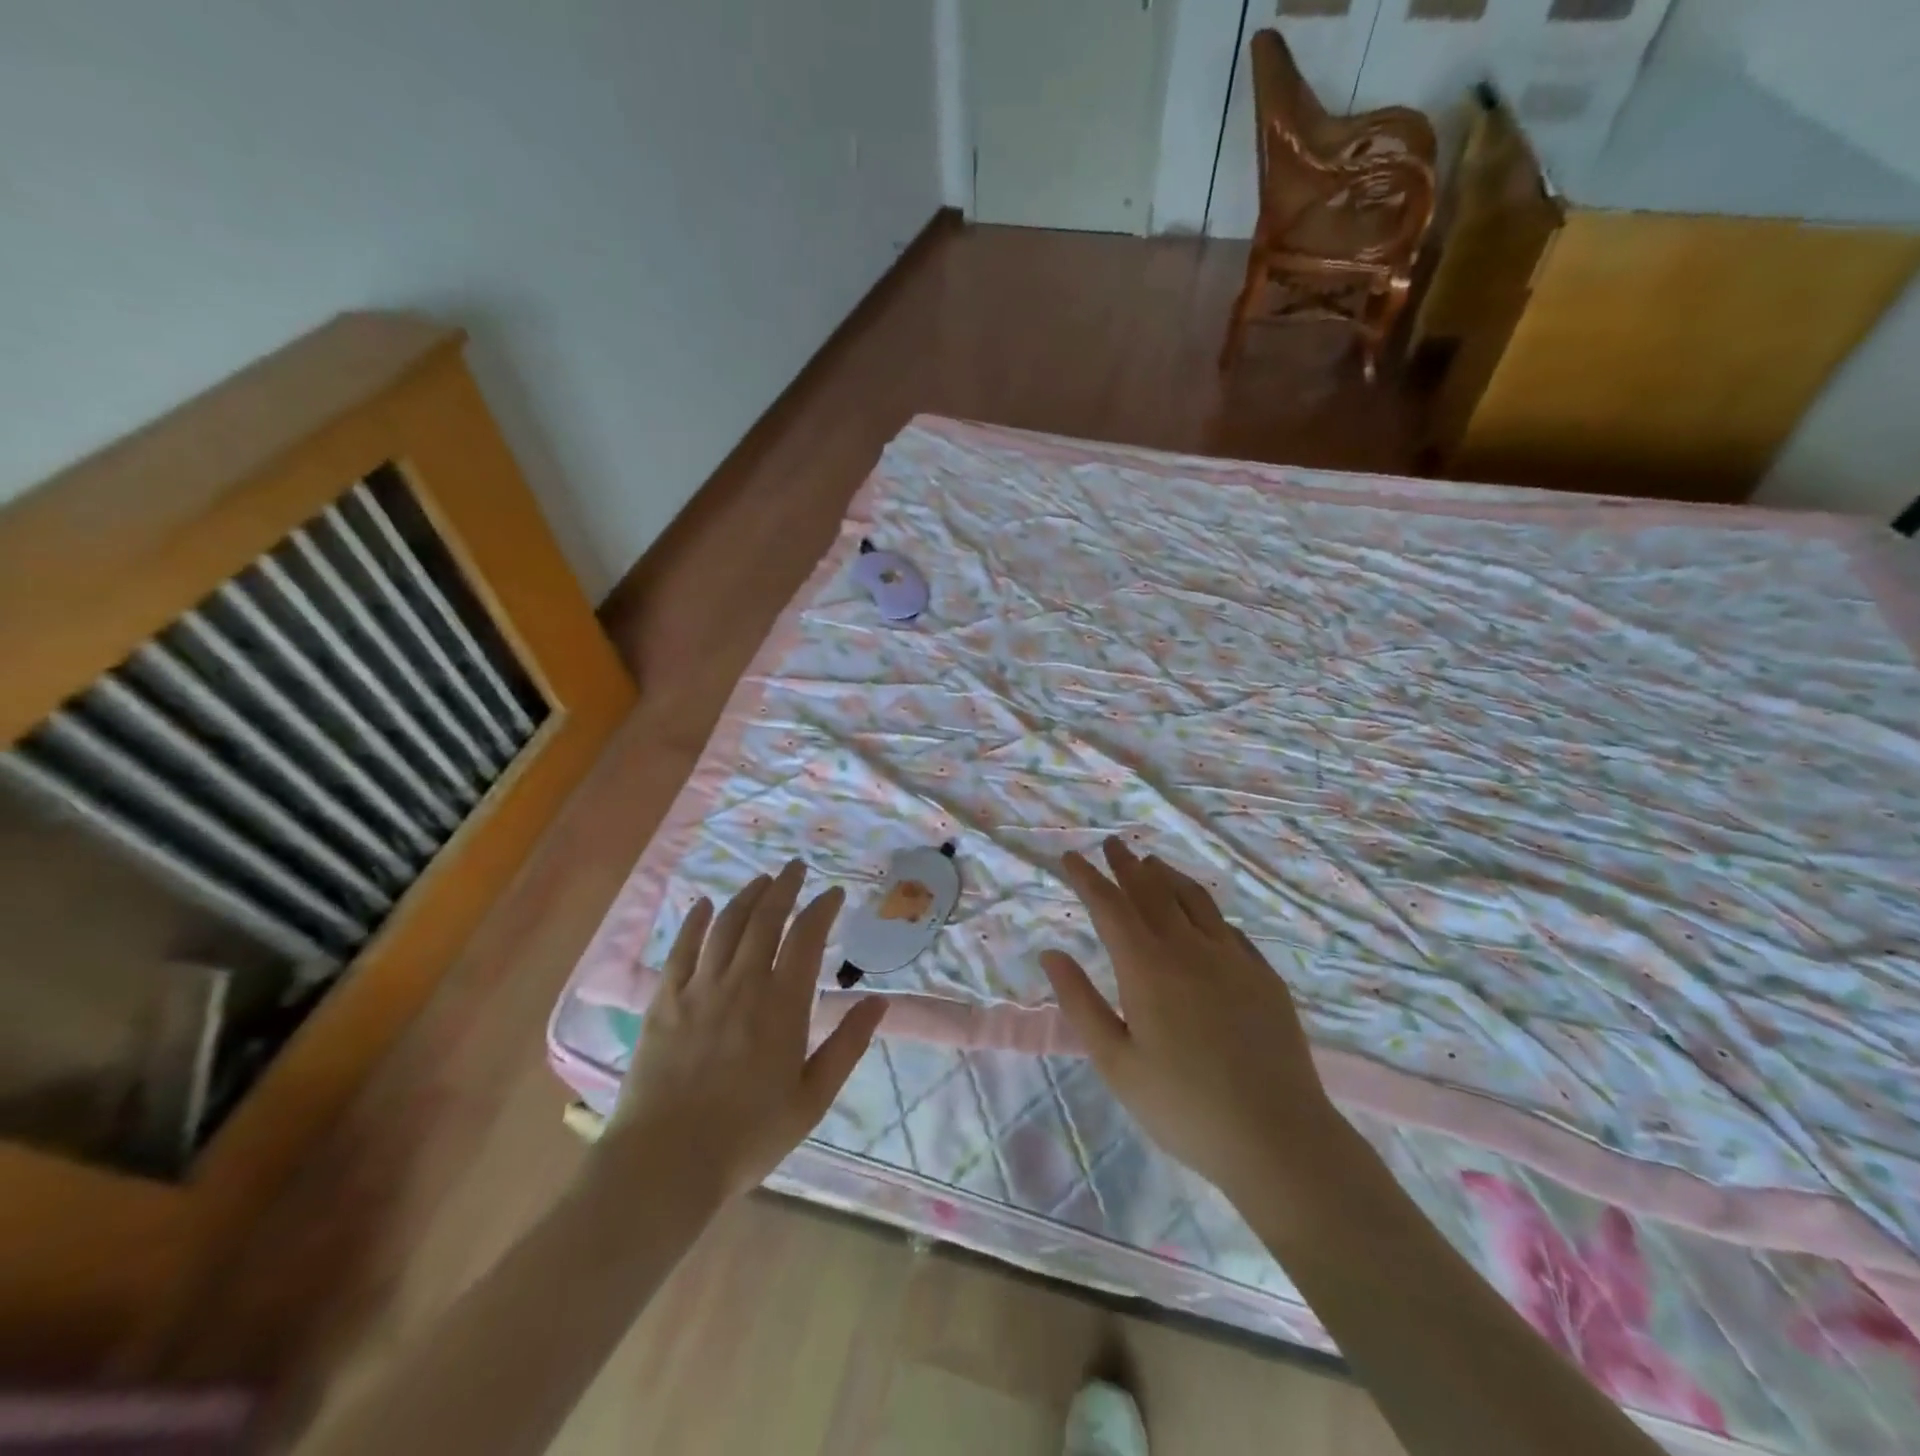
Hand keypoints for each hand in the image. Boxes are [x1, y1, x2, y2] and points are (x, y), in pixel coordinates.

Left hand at [608, 860, 886, 1197]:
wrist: (665, 1164)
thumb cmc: (748, 1136)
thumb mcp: (812, 1098)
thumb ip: (847, 1045)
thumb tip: (879, 1002)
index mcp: (783, 1004)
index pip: (807, 937)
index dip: (822, 908)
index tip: (833, 892)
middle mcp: (743, 983)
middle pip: (766, 918)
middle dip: (785, 887)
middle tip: (796, 867)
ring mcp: (700, 988)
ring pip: (727, 924)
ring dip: (747, 895)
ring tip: (762, 880)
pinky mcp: (664, 1000)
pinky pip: (682, 948)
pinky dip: (696, 921)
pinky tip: (704, 904)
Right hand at [1040, 839, 1344, 1209]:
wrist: (1278, 1139)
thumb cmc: (1183, 1107)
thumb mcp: (1116, 1063)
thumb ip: (1081, 1003)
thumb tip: (1051, 953)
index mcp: (1148, 968)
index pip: (1110, 906)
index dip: (1088, 878)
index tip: (1071, 857)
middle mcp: (1189, 949)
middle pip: (1152, 892)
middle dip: (1127, 865)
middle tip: (1112, 844)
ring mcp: (1233, 958)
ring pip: (1194, 899)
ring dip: (1168, 876)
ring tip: (1152, 863)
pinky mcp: (1264, 976)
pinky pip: (1227, 927)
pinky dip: (1204, 908)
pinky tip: (1202, 914)